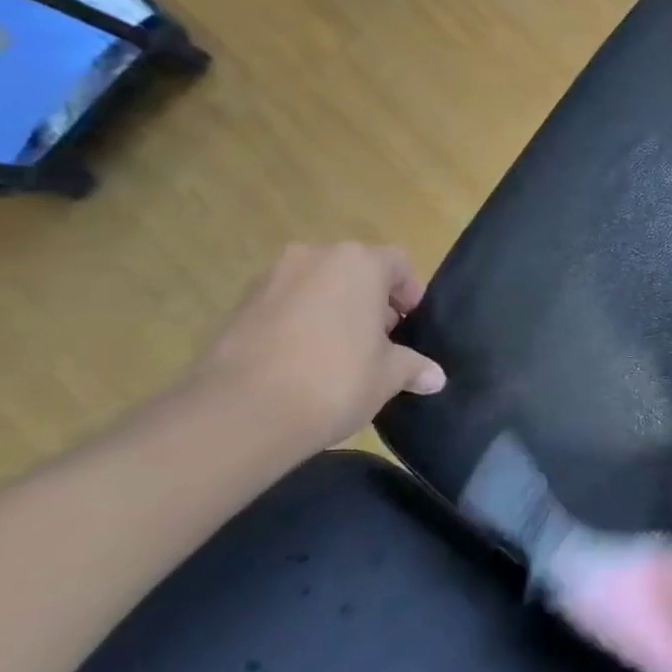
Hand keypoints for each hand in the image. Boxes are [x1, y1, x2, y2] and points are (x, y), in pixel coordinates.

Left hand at [191, 243, 446, 454]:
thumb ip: (414, 367)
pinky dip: (298, 326)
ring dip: (331, 312)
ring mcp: (270, 280)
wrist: (240, 414)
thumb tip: (435, 378)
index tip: (409, 327)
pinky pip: (283, 308)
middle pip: (354, 272)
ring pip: (316, 288)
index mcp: (359, 263)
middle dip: (369, 302)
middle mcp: (313, 258)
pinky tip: (302, 364)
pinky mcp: (237, 308)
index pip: (398, 264)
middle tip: (378, 342)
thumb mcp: (389, 376)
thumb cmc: (335, 379)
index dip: (409, 294)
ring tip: (338, 355)